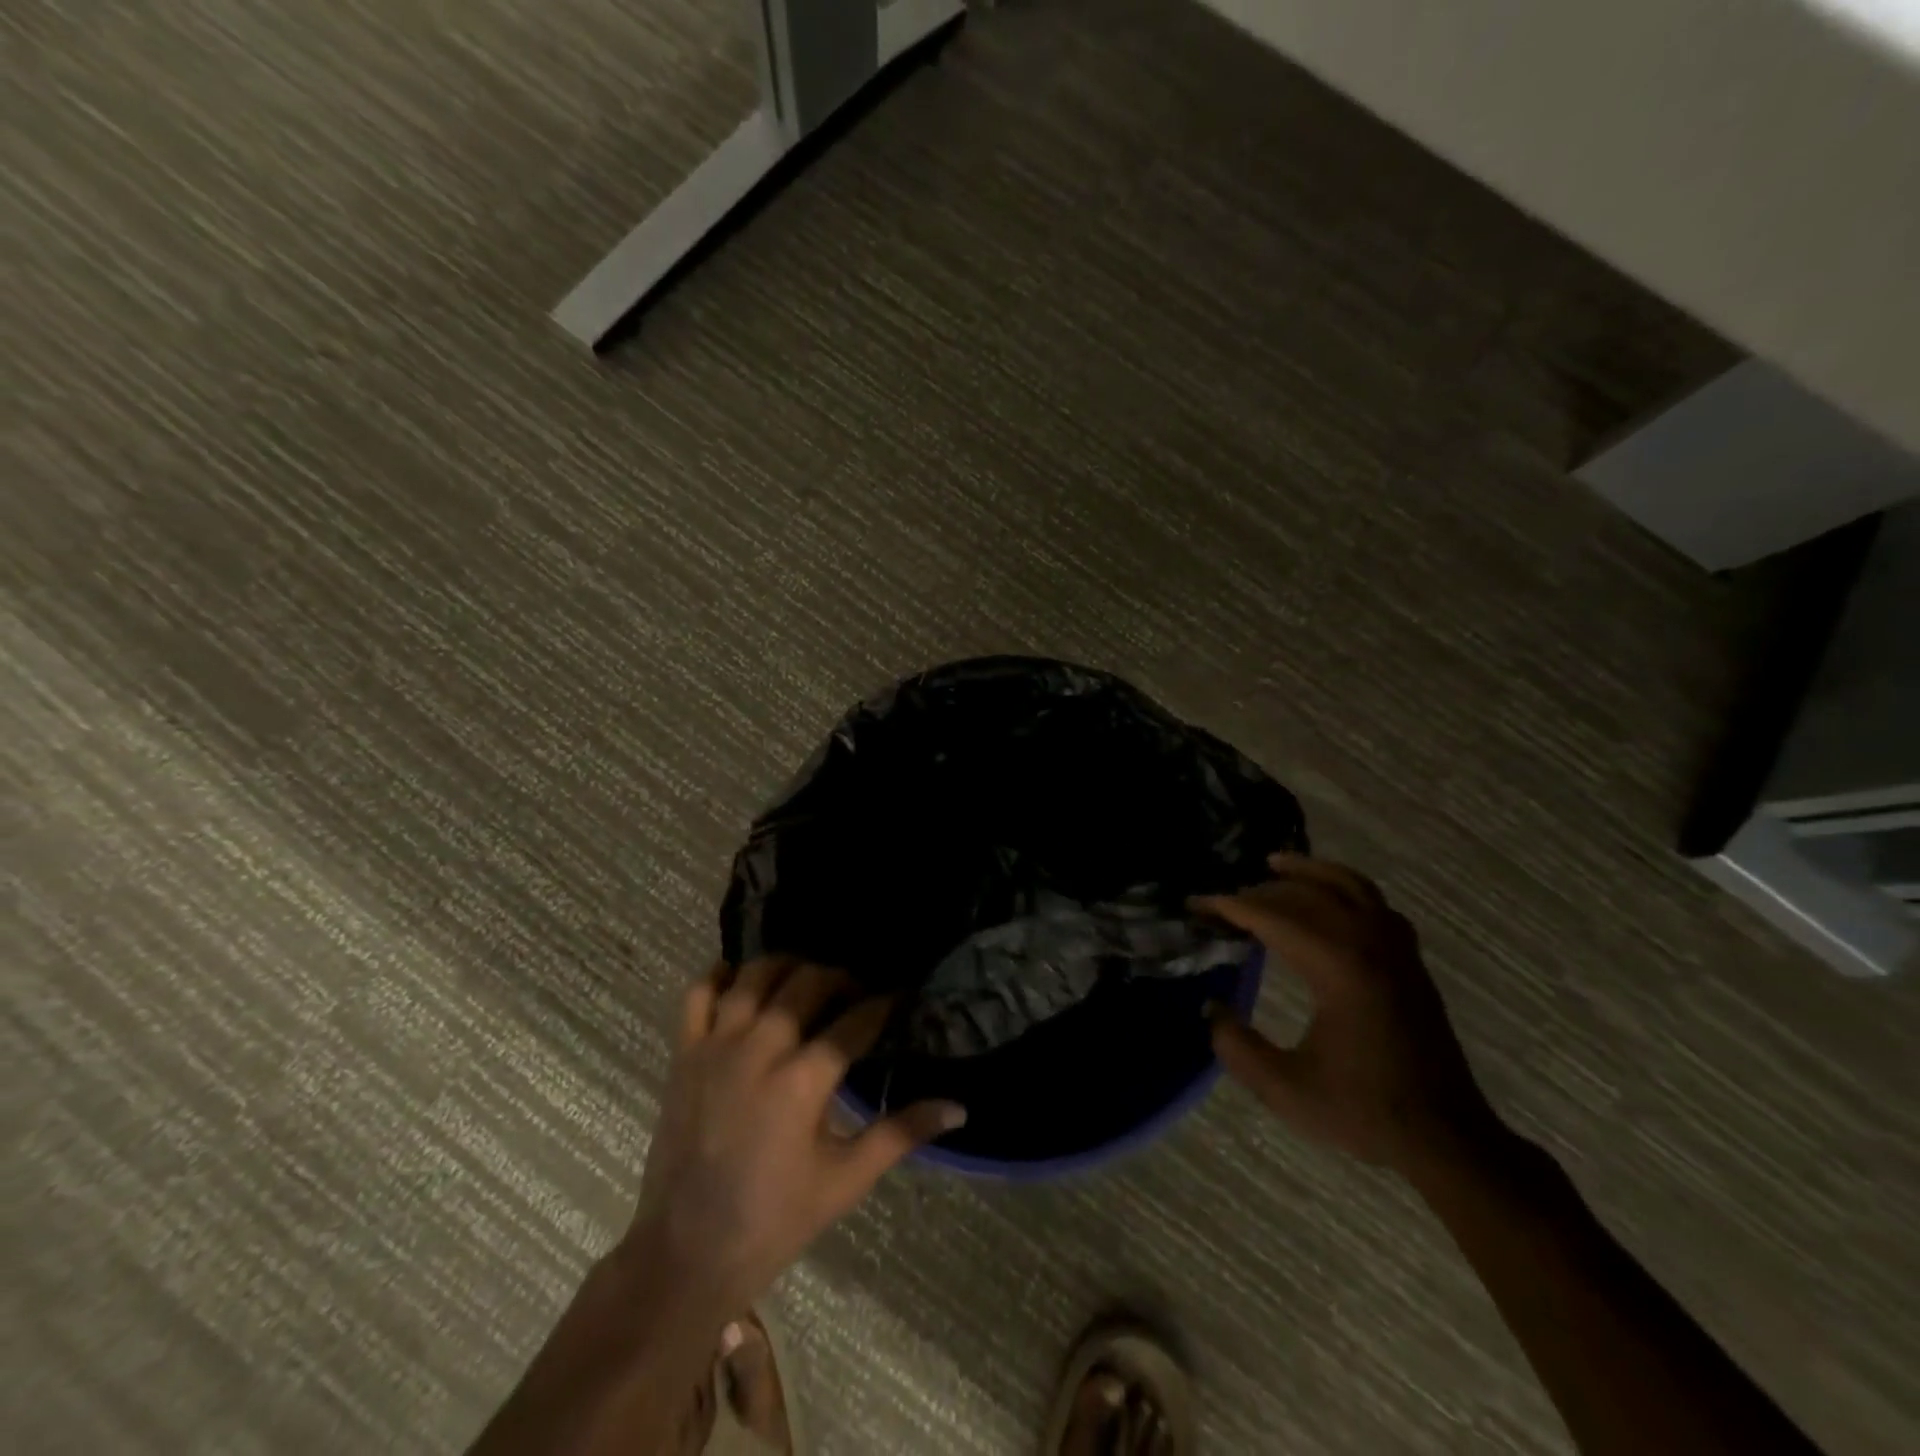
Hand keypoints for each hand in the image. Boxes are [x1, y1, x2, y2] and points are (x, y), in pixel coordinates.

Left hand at [622, 956, 965, 1316]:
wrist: (687, 1253)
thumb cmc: (775, 1219)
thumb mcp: (846, 1180)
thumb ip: (902, 1133)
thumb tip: (959, 1107)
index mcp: (804, 1080)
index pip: (856, 1021)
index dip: (884, 1004)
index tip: (900, 997)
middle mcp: (760, 1047)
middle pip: (808, 983)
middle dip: (840, 977)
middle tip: (856, 992)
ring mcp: (716, 1045)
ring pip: (756, 975)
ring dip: (788, 966)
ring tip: (806, 978)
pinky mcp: (685, 1052)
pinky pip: (699, 992)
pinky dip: (721, 975)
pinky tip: (742, 980)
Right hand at [1195, 854, 1502, 1172]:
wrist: (1447, 1139)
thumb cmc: (1365, 1112)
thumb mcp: (1286, 1089)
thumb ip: (1237, 1047)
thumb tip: (1211, 1007)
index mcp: (1340, 970)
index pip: (1274, 918)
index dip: (1231, 908)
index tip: (1197, 905)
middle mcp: (1370, 946)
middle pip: (1307, 896)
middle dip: (1259, 891)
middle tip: (1222, 901)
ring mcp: (1397, 950)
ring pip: (1351, 886)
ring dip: (1309, 870)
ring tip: (1275, 863)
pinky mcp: (1410, 962)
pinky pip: (1376, 903)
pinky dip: (1346, 887)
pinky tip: (1330, 898)